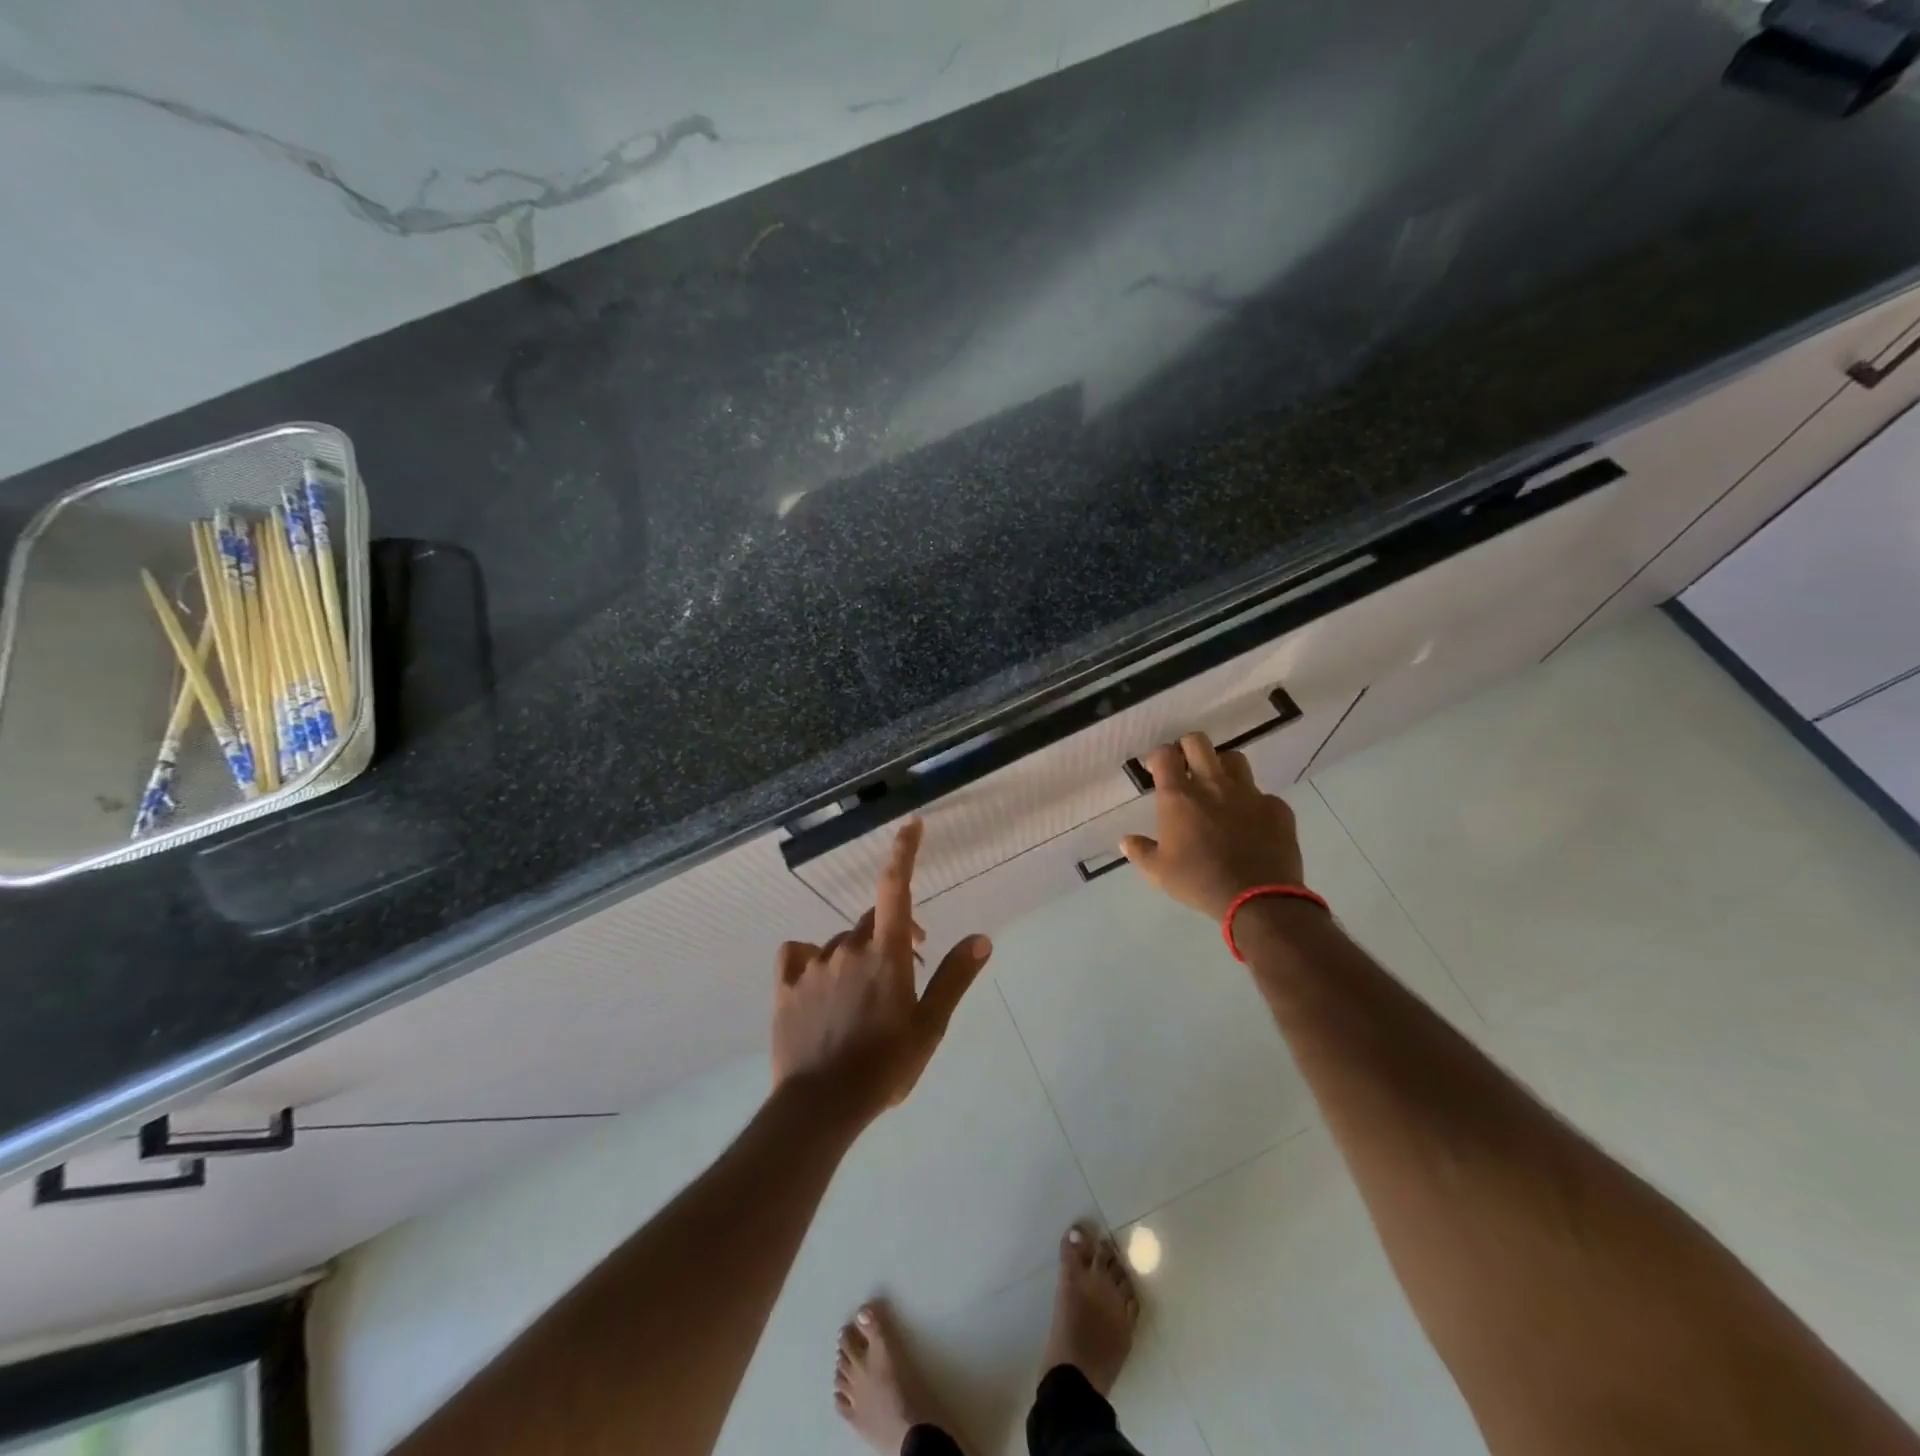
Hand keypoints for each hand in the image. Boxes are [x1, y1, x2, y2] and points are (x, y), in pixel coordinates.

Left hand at [772, 819, 992, 1119]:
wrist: (821, 1105)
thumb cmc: (884, 1065)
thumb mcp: (930, 1025)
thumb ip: (954, 977)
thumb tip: (982, 938)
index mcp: (886, 954)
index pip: (895, 888)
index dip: (904, 852)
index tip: (911, 825)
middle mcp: (848, 948)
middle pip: (873, 921)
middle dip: (894, 934)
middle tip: (908, 969)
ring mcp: (814, 965)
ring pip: (840, 942)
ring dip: (858, 954)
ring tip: (866, 996)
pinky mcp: (786, 986)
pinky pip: (797, 954)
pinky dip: (811, 958)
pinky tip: (819, 981)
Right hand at [1119, 732, 1305, 920]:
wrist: (1257, 898)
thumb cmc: (1199, 882)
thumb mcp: (1159, 872)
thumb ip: (1140, 852)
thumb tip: (1126, 841)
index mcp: (1179, 796)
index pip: (1165, 755)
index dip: (1158, 757)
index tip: (1156, 770)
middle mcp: (1212, 784)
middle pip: (1198, 742)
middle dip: (1188, 748)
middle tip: (1185, 767)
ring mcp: (1248, 793)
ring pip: (1234, 759)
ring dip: (1222, 767)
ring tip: (1219, 787)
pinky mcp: (1276, 807)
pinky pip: (1262, 795)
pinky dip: (1253, 804)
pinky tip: (1251, 823)